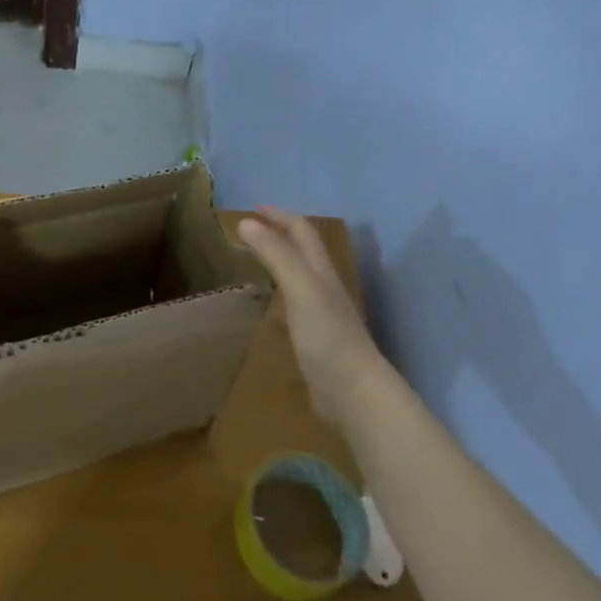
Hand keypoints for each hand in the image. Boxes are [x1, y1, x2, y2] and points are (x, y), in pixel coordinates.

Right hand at [238, 207, 386, 429]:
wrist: (354, 391)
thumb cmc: (327, 335)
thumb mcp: (300, 287)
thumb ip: (276, 254)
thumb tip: (246, 222)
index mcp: (320, 270)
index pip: (300, 230)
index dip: (278, 216)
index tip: (252, 209)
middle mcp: (323, 286)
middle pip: (303, 250)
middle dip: (279, 234)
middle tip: (250, 230)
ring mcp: (322, 313)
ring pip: (299, 276)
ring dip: (279, 261)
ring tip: (254, 260)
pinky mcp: (316, 338)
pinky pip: (294, 304)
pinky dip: (279, 293)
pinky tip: (267, 306)